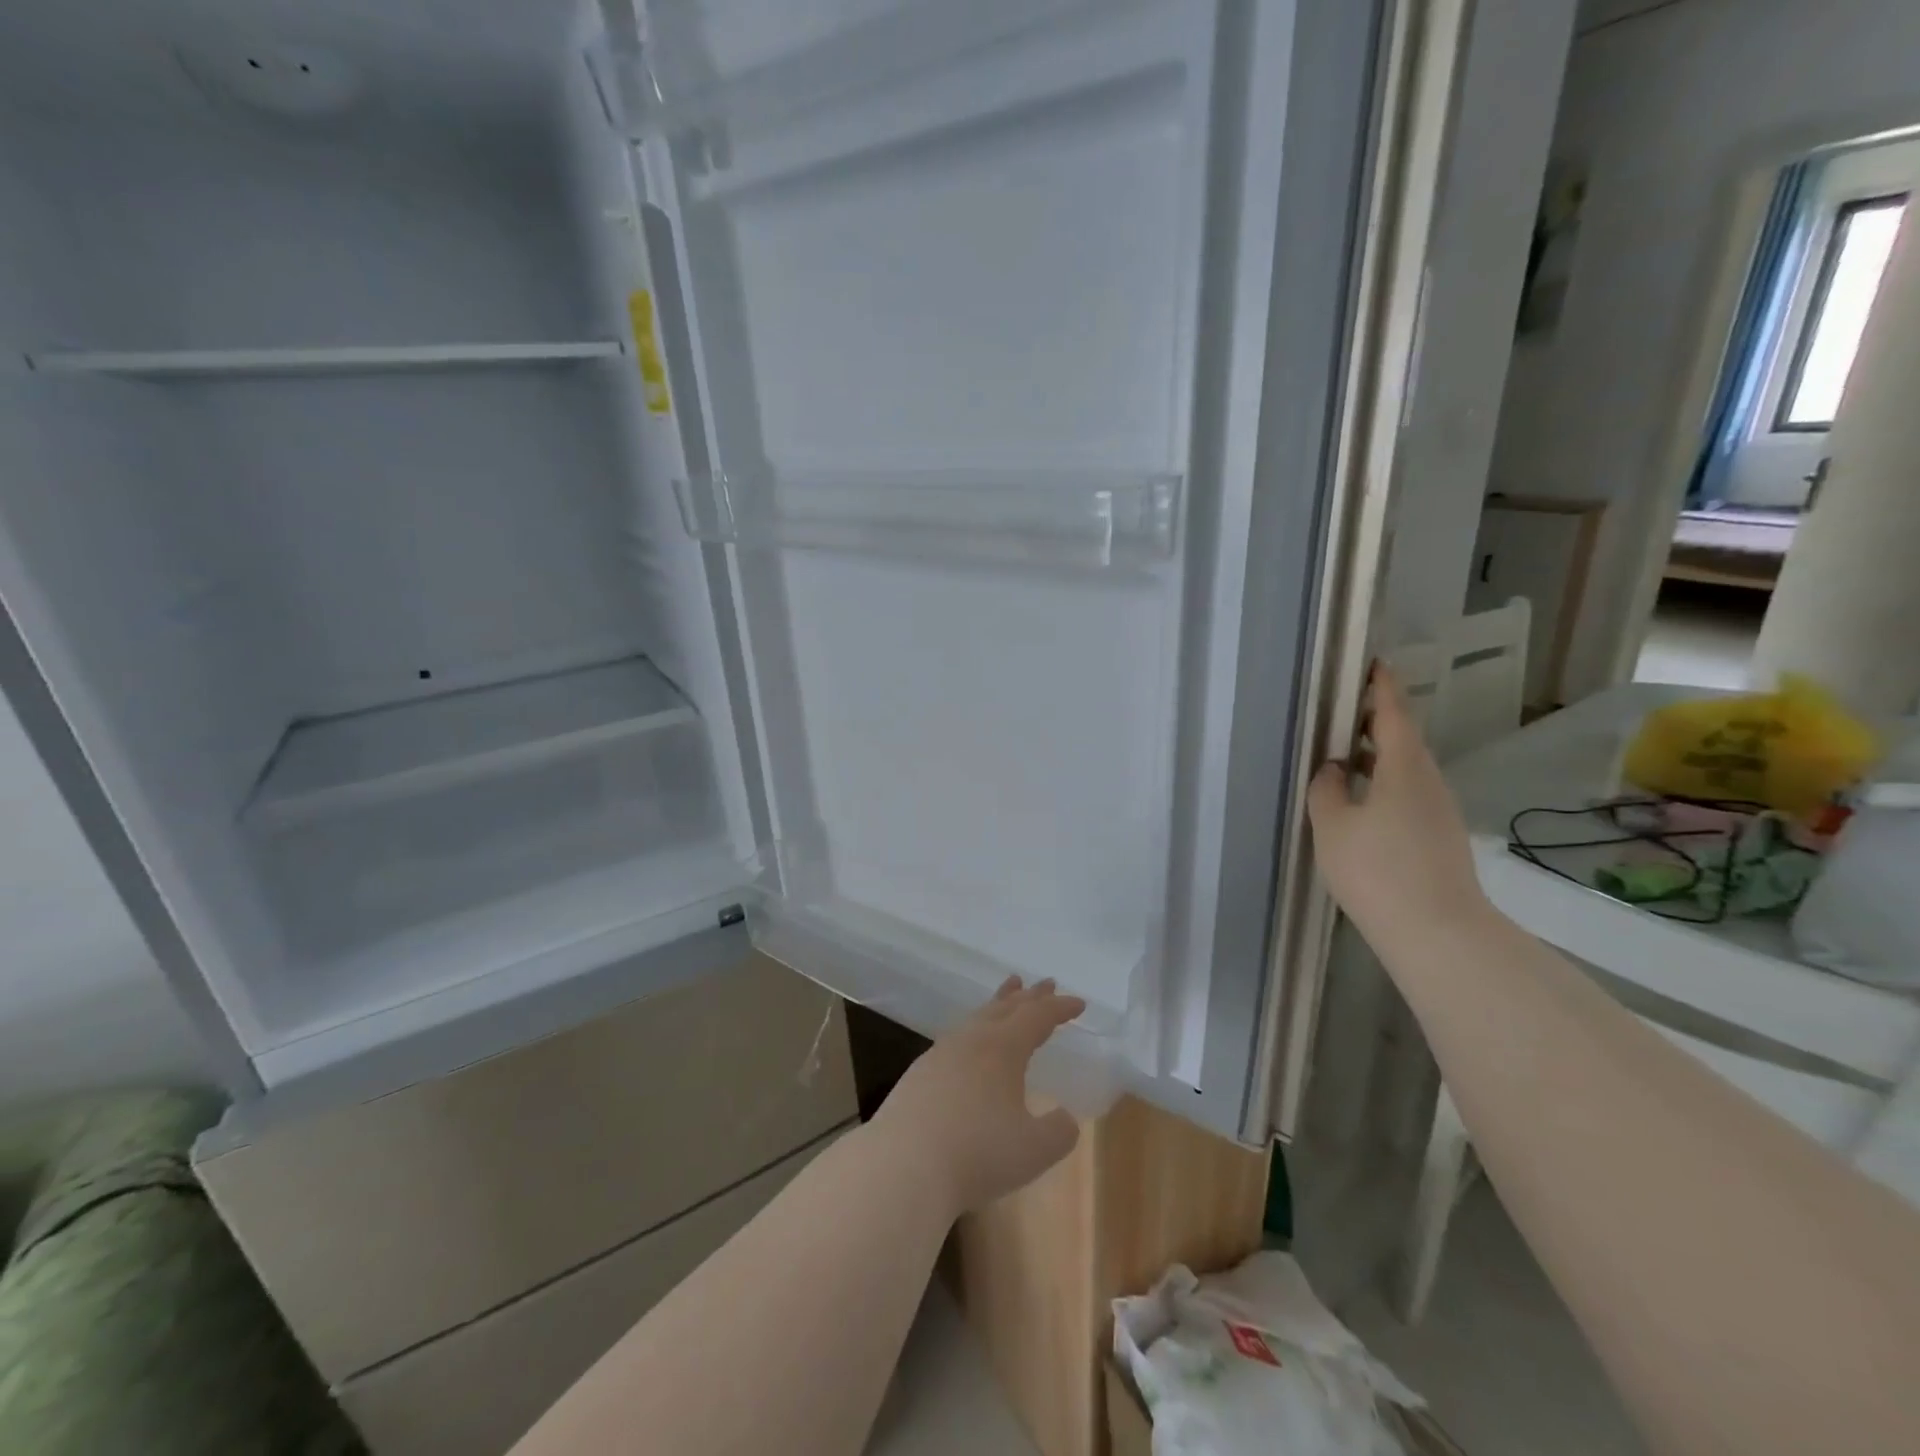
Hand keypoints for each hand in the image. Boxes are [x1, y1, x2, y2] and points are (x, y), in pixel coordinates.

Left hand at [871, 978, 1084, 1217]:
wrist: (903, 1165)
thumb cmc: (977, 1153)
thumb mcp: (1034, 1150)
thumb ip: (1058, 1131)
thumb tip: (1063, 1118)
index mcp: (1003, 1048)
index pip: (1037, 1017)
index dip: (1059, 1009)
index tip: (1078, 1003)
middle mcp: (971, 1041)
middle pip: (1005, 1008)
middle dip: (1029, 996)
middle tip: (1045, 983)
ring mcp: (940, 1054)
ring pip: (976, 1018)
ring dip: (997, 1005)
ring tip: (1007, 995)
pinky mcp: (919, 1075)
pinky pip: (956, 1039)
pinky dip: (974, 1031)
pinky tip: (970, 1046)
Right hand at [1307, 665, 1492, 948]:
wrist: (1437, 932)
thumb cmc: (1377, 869)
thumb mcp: (1333, 825)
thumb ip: (1327, 789)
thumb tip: (1334, 768)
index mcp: (1404, 768)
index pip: (1393, 714)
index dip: (1382, 687)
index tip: (1373, 664)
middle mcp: (1428, 781)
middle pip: (1404, 739)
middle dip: (1377, 720)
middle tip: (1346, 710)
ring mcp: (1439, 810)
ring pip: (1407, 769)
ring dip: (1380, 754)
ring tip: (1346, 755)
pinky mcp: (1439, 836)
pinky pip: (1409, 793)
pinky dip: (1385, 782)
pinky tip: (1363, 802)